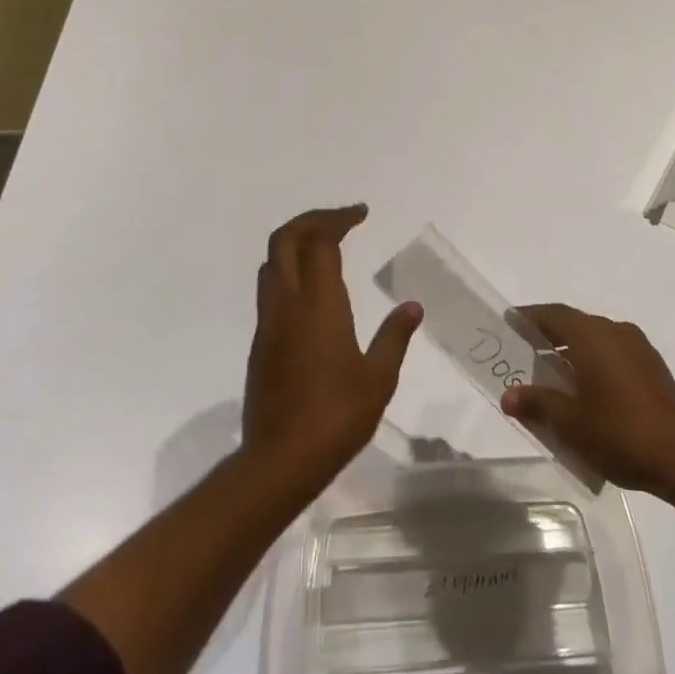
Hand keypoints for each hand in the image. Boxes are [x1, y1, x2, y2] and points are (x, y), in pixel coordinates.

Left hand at [243, 205, 423, 485]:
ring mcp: (269, 322)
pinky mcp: (261, 342)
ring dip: (296, 242)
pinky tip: (313, 288)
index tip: (362, 214)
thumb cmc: (337, 416)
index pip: (320, 242)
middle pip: (285, 239)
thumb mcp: (379, 378)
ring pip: (271, 262)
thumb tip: (413, 307)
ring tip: (326, 245)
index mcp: (319, 305)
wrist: (280, 459)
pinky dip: (289, 269)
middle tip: (342, 220)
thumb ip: (394, 337)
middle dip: (311, 219)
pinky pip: (270, 288)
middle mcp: (287, 304)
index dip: (339, 220)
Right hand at [500, 303, 674, 494]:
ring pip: (595, 339)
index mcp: (592, 335)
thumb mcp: (568, 422)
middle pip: (574, 324)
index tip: (508, 324)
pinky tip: (586, 389)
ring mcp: (638, 347)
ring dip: (571, 350)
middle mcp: (615, 331)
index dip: (528, 317)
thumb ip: (536, 403)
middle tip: (523, 353)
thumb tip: (508, 396)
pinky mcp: (652, 367)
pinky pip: (613, 353)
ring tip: (551, 375)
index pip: (552, 314)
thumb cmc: (618, 433)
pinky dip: (593, 361)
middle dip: (548, 336)